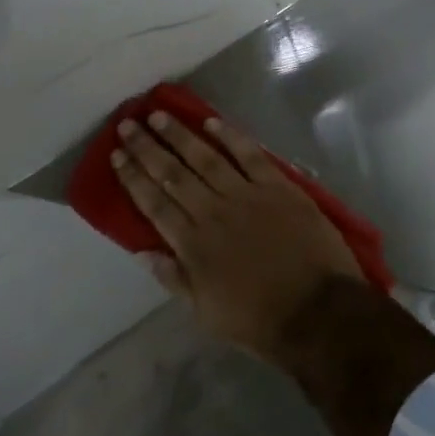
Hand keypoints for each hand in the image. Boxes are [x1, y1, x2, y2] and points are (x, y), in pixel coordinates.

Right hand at [113, 111, 363, 361]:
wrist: (317, 310)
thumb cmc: (259, 320)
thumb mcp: (206, 313)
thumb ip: (175, 278)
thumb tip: (143, 251)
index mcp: (193, 245)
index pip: (154, 204)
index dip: (133, 178)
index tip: (117, 155)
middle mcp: (213, 212)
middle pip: (173, 174)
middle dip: (148, 148)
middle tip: (128, 124)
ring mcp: (247, 195)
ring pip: (206, 157)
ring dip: (180, 135)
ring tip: (159, 115)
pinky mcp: (279, 186)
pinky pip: (250, 155)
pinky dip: (231, 136)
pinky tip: (211, 121)